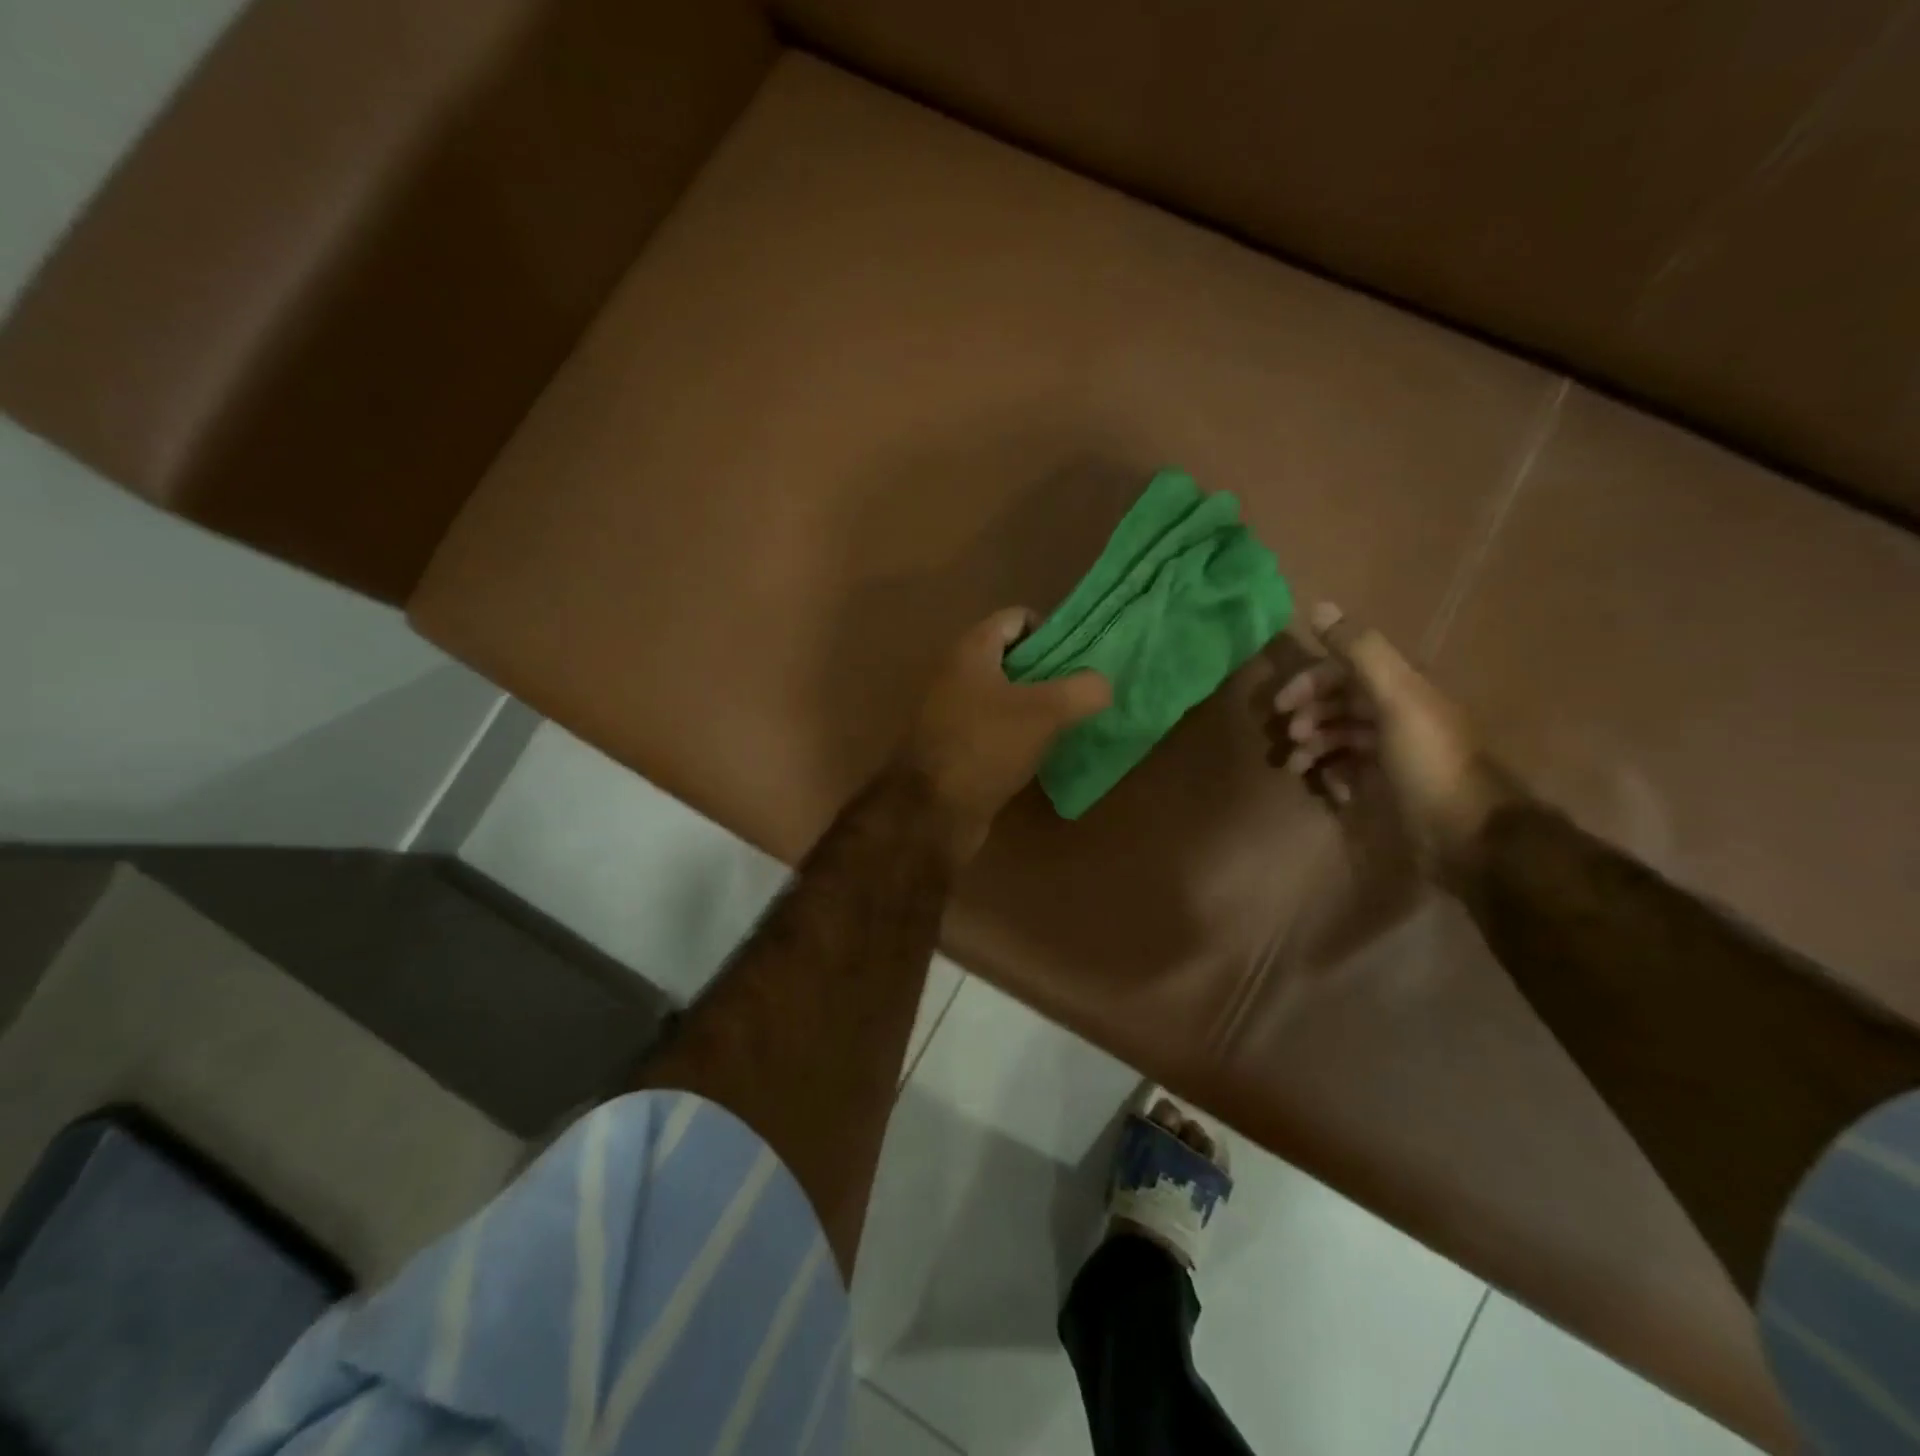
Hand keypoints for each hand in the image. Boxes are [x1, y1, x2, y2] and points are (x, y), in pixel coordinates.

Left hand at [899, 607, 1111, 862]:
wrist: (930, 811)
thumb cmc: (985, 746)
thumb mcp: (1044, 713)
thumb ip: (1082, 690)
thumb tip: (1103, 684)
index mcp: (972, 651)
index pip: (1017, 619)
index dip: (1052, 631)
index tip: (1082, 658)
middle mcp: (958, 674)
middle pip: (1013, 659)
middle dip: (1050, 671)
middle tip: (1085, 691)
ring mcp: (954, 712)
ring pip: (1006, 697)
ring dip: (1037, 706)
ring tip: (1073, 722)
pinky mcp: (957, 747)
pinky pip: (996, 729)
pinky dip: (1020, 735)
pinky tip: (1045, 752)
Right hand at [1270, 602, 1523, 879]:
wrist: (1467, 834)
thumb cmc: (1428, 761)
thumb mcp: (1395, 698)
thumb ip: (1359, 652)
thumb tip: (1319, 605)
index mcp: (1399, 689)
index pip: (1342, 671)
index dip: (1308, 683)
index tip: (1280, 706)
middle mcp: (1395, 715)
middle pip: (1337, 704)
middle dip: (1307, 717)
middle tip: (1290, 740)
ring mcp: (1391, 753)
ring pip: (1337, 738)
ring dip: (1312, 748)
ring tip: (1297, 768)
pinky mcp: (1387, 787)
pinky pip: (1347, 771)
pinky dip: (1332, 775)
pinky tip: (1330, 789)